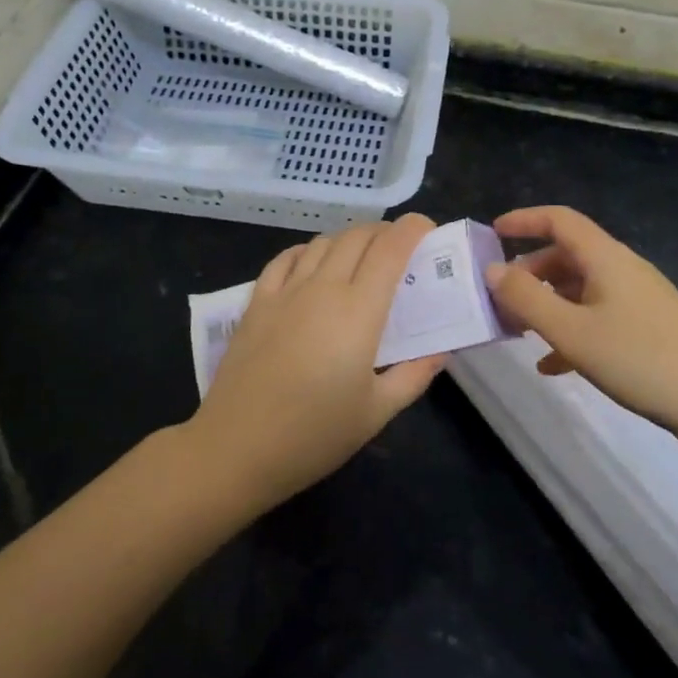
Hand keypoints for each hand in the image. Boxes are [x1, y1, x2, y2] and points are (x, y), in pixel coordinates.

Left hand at [189, 213, 446, 509]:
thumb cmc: (314, 435)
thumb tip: (442, 350)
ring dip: (349, 239)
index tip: (428, 229)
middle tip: (400, 249)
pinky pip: (285, 258)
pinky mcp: (256, 302)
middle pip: (358, 236)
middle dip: (385, 232)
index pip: (391, 249)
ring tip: (362, 257)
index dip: (412, 229)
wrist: (235, 448)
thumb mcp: (377, 413)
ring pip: (323, 242)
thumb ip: (415, 375)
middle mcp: (323, 288)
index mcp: (359, 311)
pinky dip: (307, 251)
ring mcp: (286, 291)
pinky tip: (313, 264)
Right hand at [482, 206, 677, 438]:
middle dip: (528, 273)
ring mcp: (638, 299)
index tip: (492, 233)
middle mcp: (621, 269)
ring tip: (518, 333)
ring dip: (547, 305)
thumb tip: (492, 269)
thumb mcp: (572, 331)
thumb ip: (526, 299)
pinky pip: (598, 317)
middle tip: (499, 300)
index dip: (524, 219)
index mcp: (605, 257)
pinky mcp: (649, 328)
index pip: (559, 220)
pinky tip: (554, 366)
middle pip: (566, 256)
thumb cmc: (641, 359)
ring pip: (580, 289)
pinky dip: (571, 331)